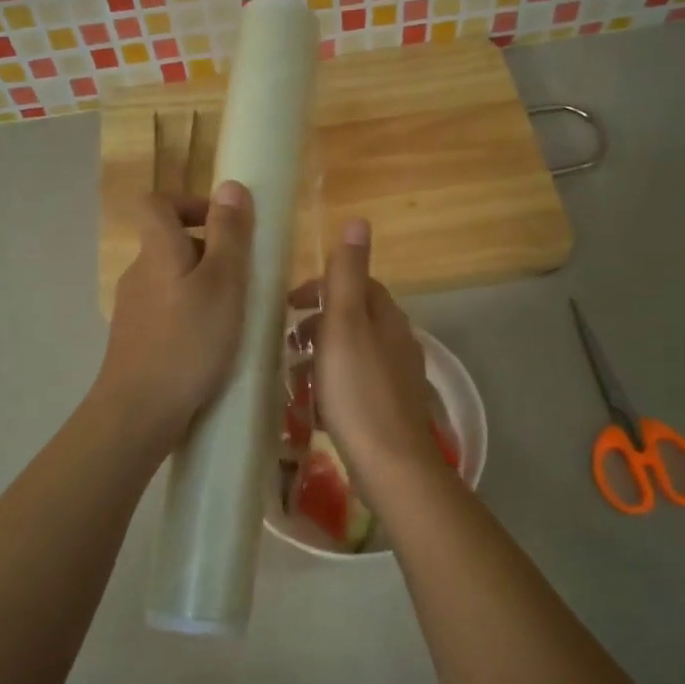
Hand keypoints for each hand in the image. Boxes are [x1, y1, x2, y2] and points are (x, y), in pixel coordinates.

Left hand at [96, 181, 252, 449]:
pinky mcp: (138, 340)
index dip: (189, 203)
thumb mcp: (223, 284)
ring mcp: (134, 309)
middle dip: (212, 252)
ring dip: (207, 287)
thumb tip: (231, 186)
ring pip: (174, 281)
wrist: (139, 412)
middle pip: (171, 243)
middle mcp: (139, 273)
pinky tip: (216, 346)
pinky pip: (170, 312)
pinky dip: (194, 316)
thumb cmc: (188, 341)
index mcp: (157, 251)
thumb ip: (229, 235)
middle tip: (247, 279)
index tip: (225, 225)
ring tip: (239, 316)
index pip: (156, 202)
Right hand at [293, 219, 445, 486]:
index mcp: (388, 318)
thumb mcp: (345, 324)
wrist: (390, 462)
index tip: (290, 304)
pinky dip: (332, 385)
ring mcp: (396, 378)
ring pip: (353, 353)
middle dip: (318, 324)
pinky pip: (355, 384)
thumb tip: (358, 220)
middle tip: (286, 342)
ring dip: (322, 357)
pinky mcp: (389, 409)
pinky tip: (314, 406)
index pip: (358, 284)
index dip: (322, 287)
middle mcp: (398, 342)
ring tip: (293, 375)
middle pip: (355, 319)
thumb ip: (347, 275)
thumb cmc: (358, 389)